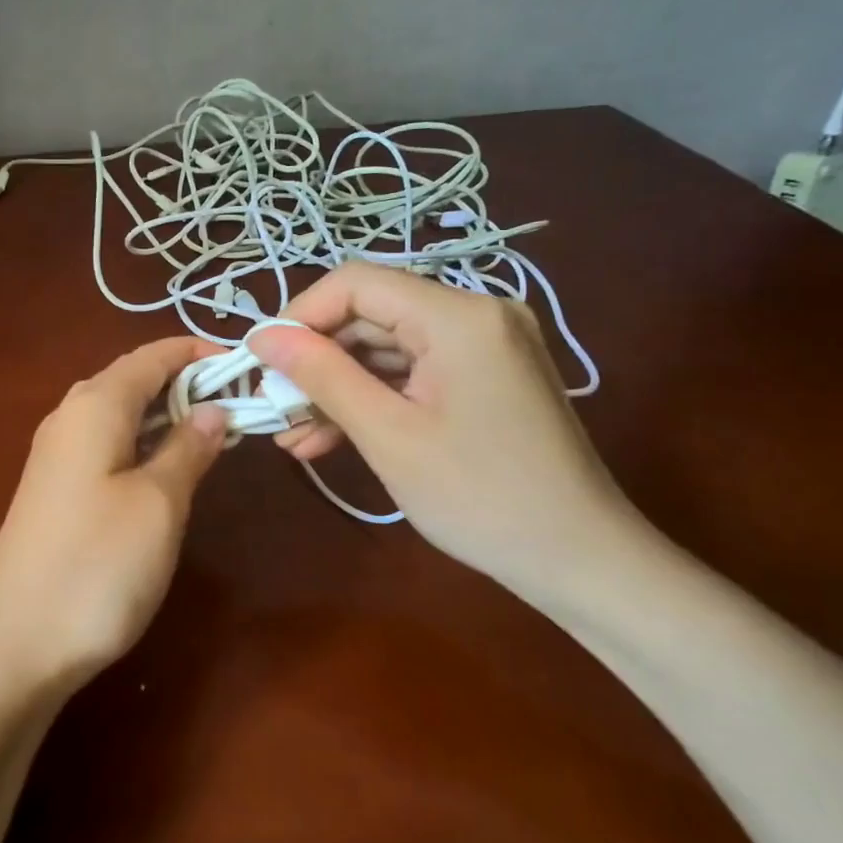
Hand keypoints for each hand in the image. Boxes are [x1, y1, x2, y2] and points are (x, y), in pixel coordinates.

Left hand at [0, 337, 228, 698]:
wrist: (14, 644)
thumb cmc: (97, 564)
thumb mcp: (160, 503)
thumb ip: (188, 448)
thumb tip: (212, 409)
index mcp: (94, 405)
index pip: (152, 355)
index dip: (198, 353)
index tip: (246, 364)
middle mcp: (69, 418)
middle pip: (134, 380)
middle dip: (186, 384)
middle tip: (239, 405)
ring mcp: (57, 457)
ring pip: (120, 415)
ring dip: (167, 417)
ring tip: (215, 435)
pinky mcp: (55, 492)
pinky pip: (107, 447)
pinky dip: (144, 446)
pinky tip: (168, 472)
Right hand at [247, 263, 636, 589]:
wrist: (580, 559)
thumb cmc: (480, 497)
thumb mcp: (388, 435)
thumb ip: (323, 376)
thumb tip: (261, 337)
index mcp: (459, 315)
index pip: (357, 283)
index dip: (300, 316)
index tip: (262, 363)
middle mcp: (476, 314)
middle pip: (371, 316)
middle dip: (317, 361)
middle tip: (274, 409)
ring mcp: (486, 345)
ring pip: (387, 349)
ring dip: (338, 388)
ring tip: (293, 436)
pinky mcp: (486, 376)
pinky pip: (414, 373)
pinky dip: (373, 400)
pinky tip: (331, 438)